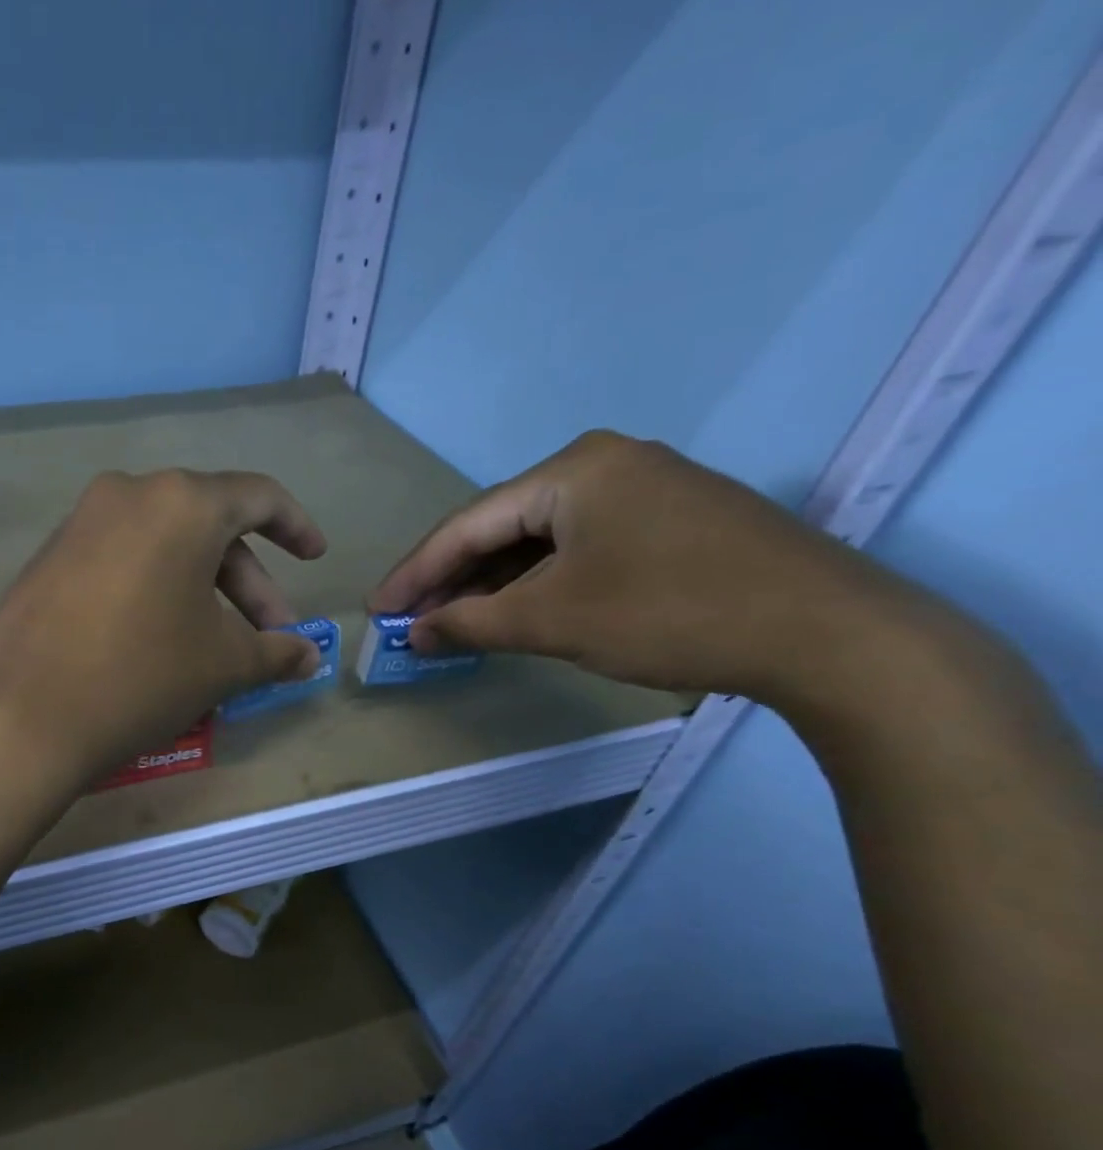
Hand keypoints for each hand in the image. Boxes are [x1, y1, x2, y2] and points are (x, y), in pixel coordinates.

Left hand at [0, 468, 327, 786]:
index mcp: (181, 502)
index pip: (257, 497)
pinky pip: (120, 563)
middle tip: (268, 639)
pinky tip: (158, 642)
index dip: (295, 526)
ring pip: (161, 548)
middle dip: (247, 584)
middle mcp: (127, 495)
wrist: (18, 717)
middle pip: (208, 527)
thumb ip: (274, 652)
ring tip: (215, 649)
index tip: (314, 558)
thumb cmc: (140, 676)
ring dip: (200, 592)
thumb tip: (307, 656)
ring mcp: (79, 525)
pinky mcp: (47, 560)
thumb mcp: (221, 665)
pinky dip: (153, 592)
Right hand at [370, 430, 915, 702]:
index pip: (467, 524)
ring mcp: (643, 490)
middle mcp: (604, 465)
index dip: (415, 573)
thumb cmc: (669, 612)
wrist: (825, 632)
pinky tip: (517, 612)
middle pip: (502, 527)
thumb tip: (413, 633)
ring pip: (540, 541)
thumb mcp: (552, 620)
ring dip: (493, 585)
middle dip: (452, 580)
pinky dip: (539, 583)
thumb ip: (470, 623)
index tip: (377, 611)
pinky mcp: (669, 521)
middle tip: (411, 623)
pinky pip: (578, 548)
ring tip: (453, 624)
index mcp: (572, 470)